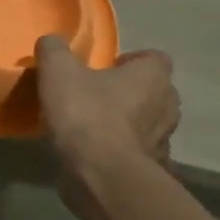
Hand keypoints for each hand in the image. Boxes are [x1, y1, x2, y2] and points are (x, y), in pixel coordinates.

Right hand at [35, 36, 179, 176]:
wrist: (102, 178)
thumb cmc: (87, 115)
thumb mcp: (58, 71)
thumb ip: (54, 49)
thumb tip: (51, 42)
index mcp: (153, 77)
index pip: (154, 58)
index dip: (131, 61)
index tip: (104, 68)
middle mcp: (167, 107)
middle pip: (153, 92)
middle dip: (130, 93)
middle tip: (96, 95)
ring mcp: (163, 143)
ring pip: (147, 125)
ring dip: (126, 124)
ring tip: (92, 127)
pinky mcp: (152, 172)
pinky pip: (136, 155)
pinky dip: (120, 153)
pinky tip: (93, 155)